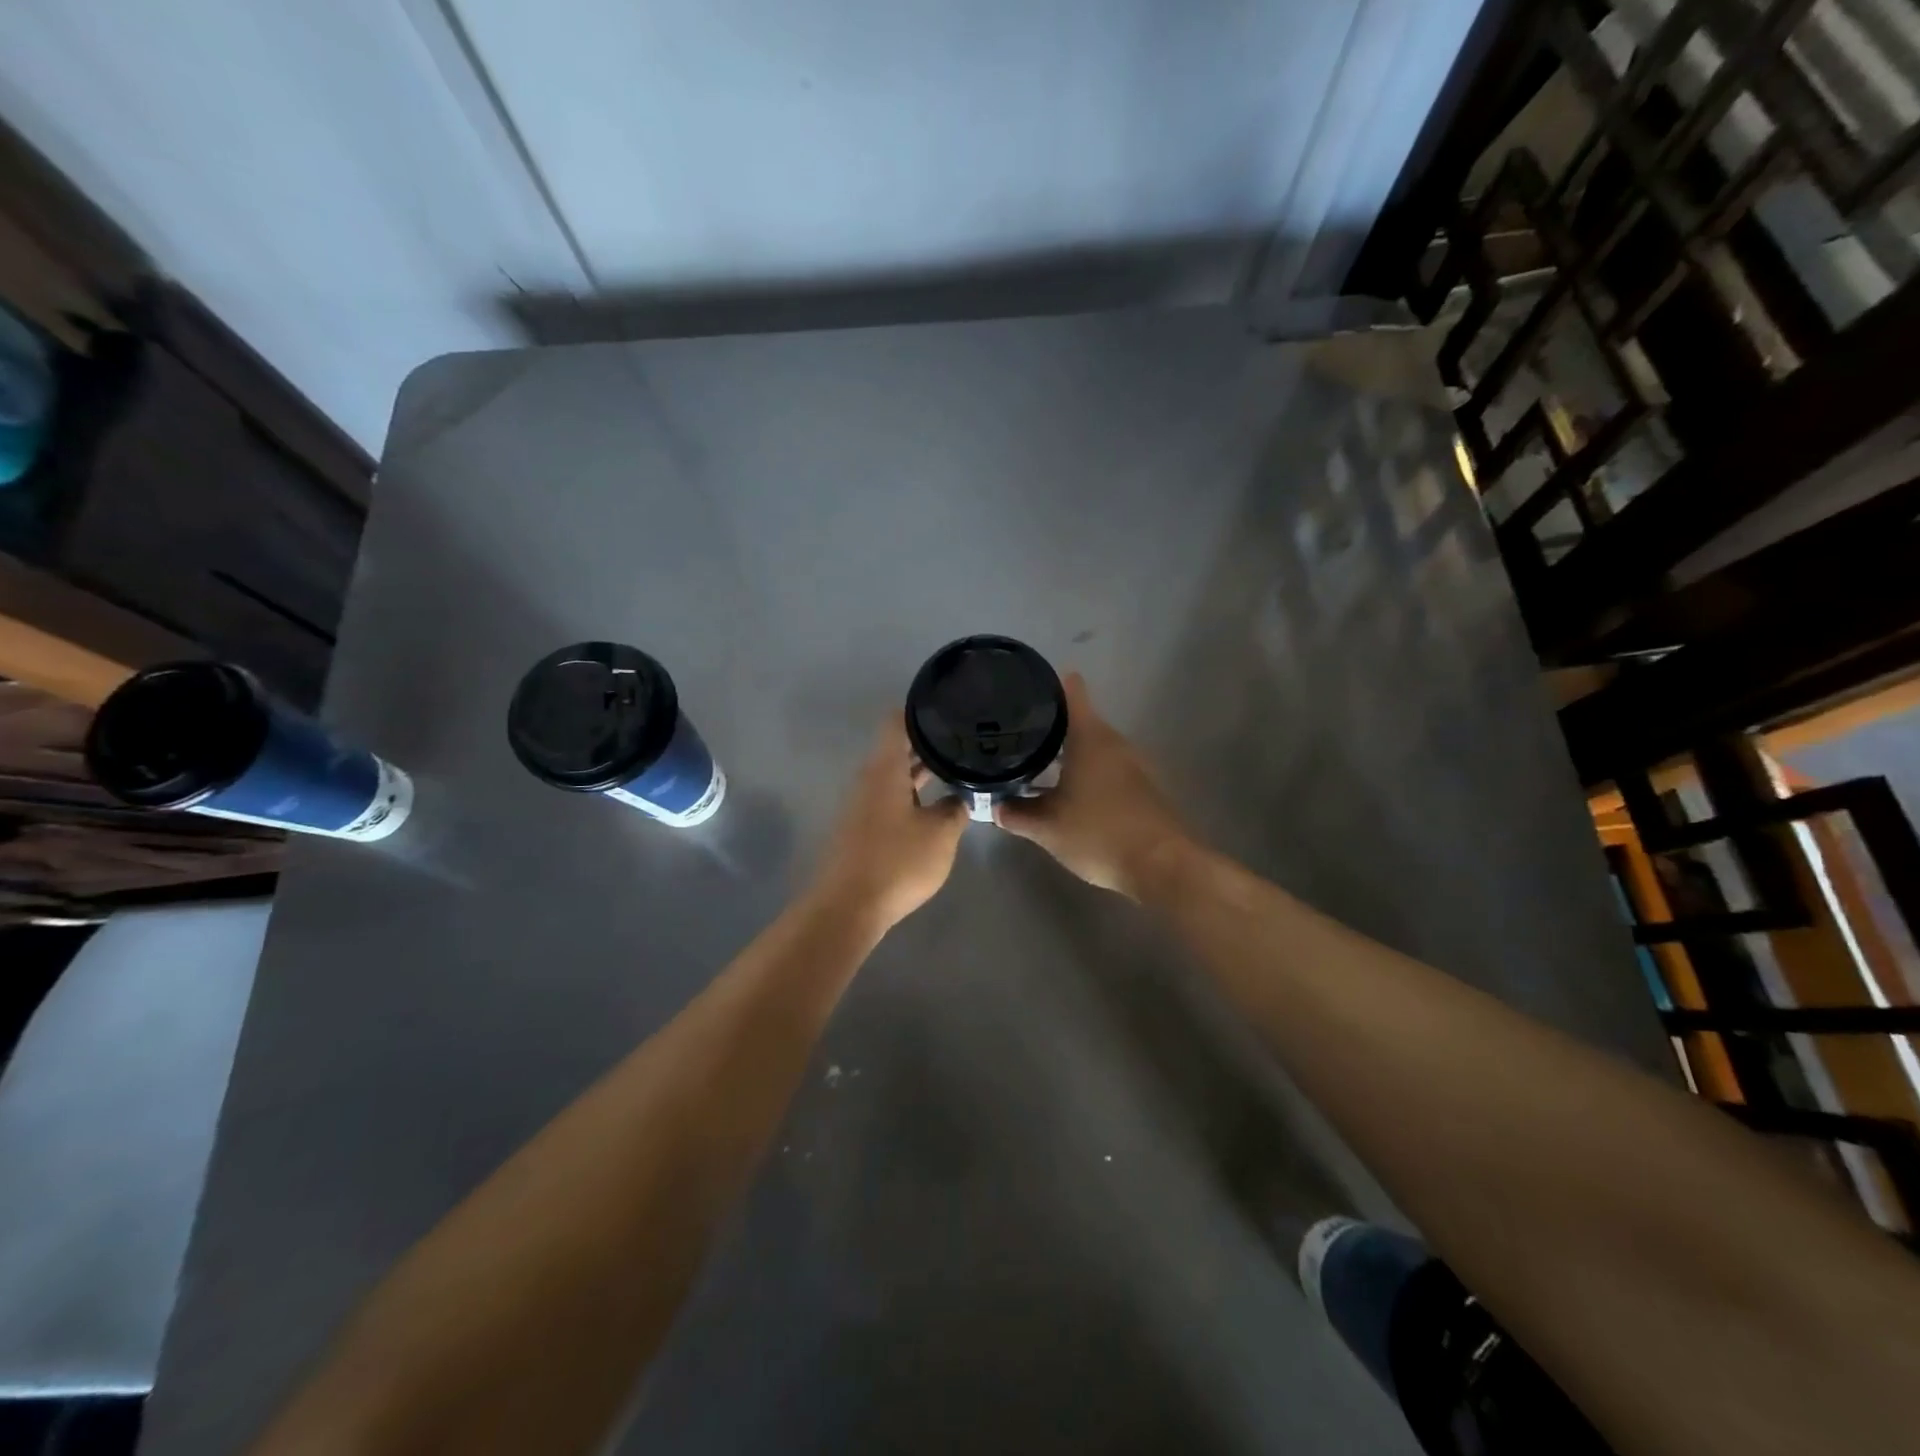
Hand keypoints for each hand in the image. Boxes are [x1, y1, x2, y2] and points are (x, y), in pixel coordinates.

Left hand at [812, 719, 968, 934]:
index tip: (948, 706)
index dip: (920, 710)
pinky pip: (890, 797)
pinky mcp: (862, 827)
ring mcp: (863, 804)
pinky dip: (912, 793)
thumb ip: (956, 808)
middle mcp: (869, 779)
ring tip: (956, 767)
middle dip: (928, 742)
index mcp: (885, 769)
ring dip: (921, 770)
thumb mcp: (941, 834)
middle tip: (964, 738)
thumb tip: (961, 796)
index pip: (897, 722)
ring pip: (894, 774)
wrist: (849, 907)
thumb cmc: (897, 861)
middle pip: (897, 748)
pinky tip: (935, 803)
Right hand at [995, 673, 1191, 898]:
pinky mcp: (1141, 787)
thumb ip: (1017, 814)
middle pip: (1080, 720)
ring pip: (1092, 747)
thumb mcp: (1048, 828)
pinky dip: (1084, 771)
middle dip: (1050, 725)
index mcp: (1090, 738)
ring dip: (1067, 752)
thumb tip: (994, 807)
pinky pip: (1105, 768)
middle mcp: (1113, 743)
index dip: (1050, 684)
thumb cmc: (1099, 834)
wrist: (1162, 866)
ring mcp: (1131, 764)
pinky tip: (1064, 791)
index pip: (1072, 692)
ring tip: (1034, 761)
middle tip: (1016, 732)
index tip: (1026, 686)